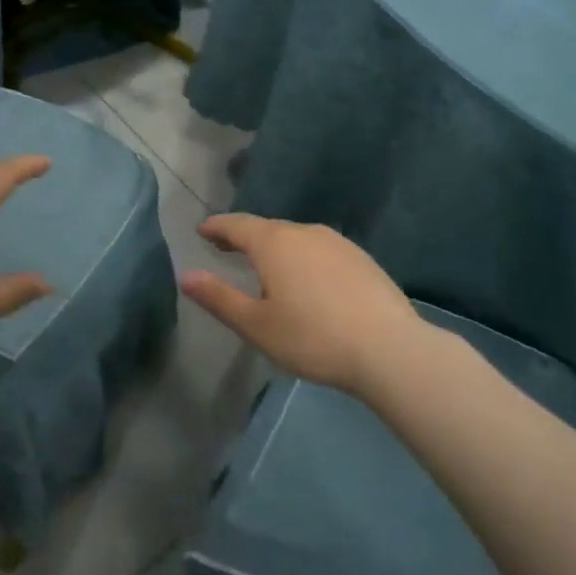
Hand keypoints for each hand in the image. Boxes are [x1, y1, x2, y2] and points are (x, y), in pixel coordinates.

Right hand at [178, 214, 425, 396]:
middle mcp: (305, 232)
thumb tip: (186, 275)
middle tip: (226, 247)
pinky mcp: (361, 259)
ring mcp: (338, 243)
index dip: (217, 227)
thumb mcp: (256, 325)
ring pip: (297, 237)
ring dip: (276, 246)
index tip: (202, 231)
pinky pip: (321, 250)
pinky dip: (303, 257)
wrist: (389, 349)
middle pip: (267, 228)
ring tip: (265, 264)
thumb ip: (219, 298)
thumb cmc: (312, 338)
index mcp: (274, 244)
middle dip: (244, 236)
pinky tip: (308, 278)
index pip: (237, 225)